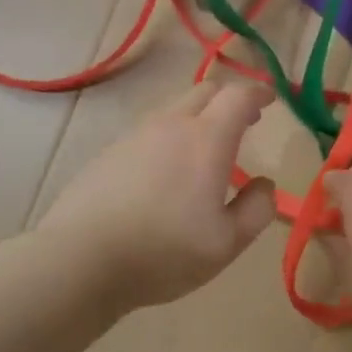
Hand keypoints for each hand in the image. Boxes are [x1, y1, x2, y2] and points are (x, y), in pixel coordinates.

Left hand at [39, 81, 278, 309]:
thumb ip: (256, 210)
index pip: (237, 96)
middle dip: (230, 100)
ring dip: (198, 118)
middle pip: (205, 92)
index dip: (257, 92)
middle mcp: (170, 125)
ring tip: (206, 150)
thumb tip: (264, 184)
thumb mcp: (226, 242)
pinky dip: (169, 137)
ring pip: (174, 110)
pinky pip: (149, 132)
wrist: (81, 259)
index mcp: (206, 140)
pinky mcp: (109, 153)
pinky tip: (165, 172)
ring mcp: (135, 136)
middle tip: (244, 121)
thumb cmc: (164, 251)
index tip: (270, 99)